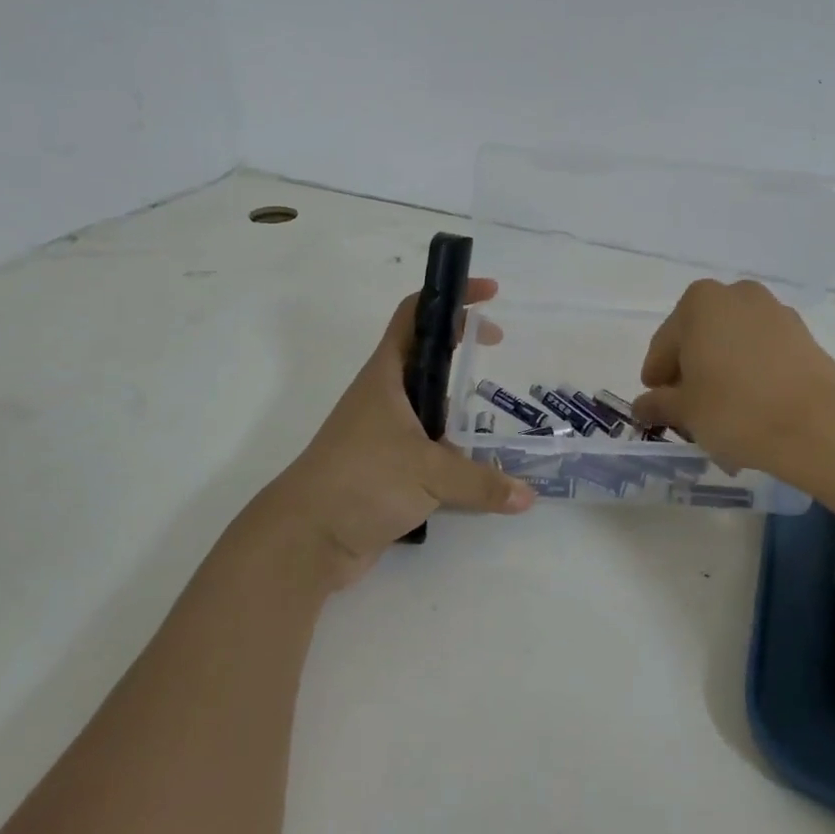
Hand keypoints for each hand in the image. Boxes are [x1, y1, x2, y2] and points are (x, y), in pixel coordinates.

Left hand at [257, 278, 533, 589]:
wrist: (306, 539)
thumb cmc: (362, 480)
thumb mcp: (429, 473)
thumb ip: (482, 482)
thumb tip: (528, 496)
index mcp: (387, 375)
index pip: (417, 315)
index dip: (451, 297)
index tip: (490, 294)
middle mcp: (386, 397)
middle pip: (427, 355)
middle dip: (462, 346)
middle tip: (499, 349)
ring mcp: (385, 432)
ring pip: (430, 404)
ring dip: (459, 403)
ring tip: (496, 410)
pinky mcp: (388, 467)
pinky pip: (429, 447)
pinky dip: (454, 448)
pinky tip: (480, 465)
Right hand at [634, 279, 834, 474]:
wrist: (819, 426)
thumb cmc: (736, 410)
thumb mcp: (686, 411)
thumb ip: (659, 404)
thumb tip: (642, 406)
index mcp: (699, 302)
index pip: (664, 344)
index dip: (657, 376)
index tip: (655, 403)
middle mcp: (736, 295)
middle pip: (700, 338)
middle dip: (691, 373)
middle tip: (687, 411)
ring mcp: (774, 312)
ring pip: (733, 345)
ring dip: (721, 373)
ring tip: (721, 414)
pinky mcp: (803, 335)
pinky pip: (763, 353)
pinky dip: (751, 374)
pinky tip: (752, 408)